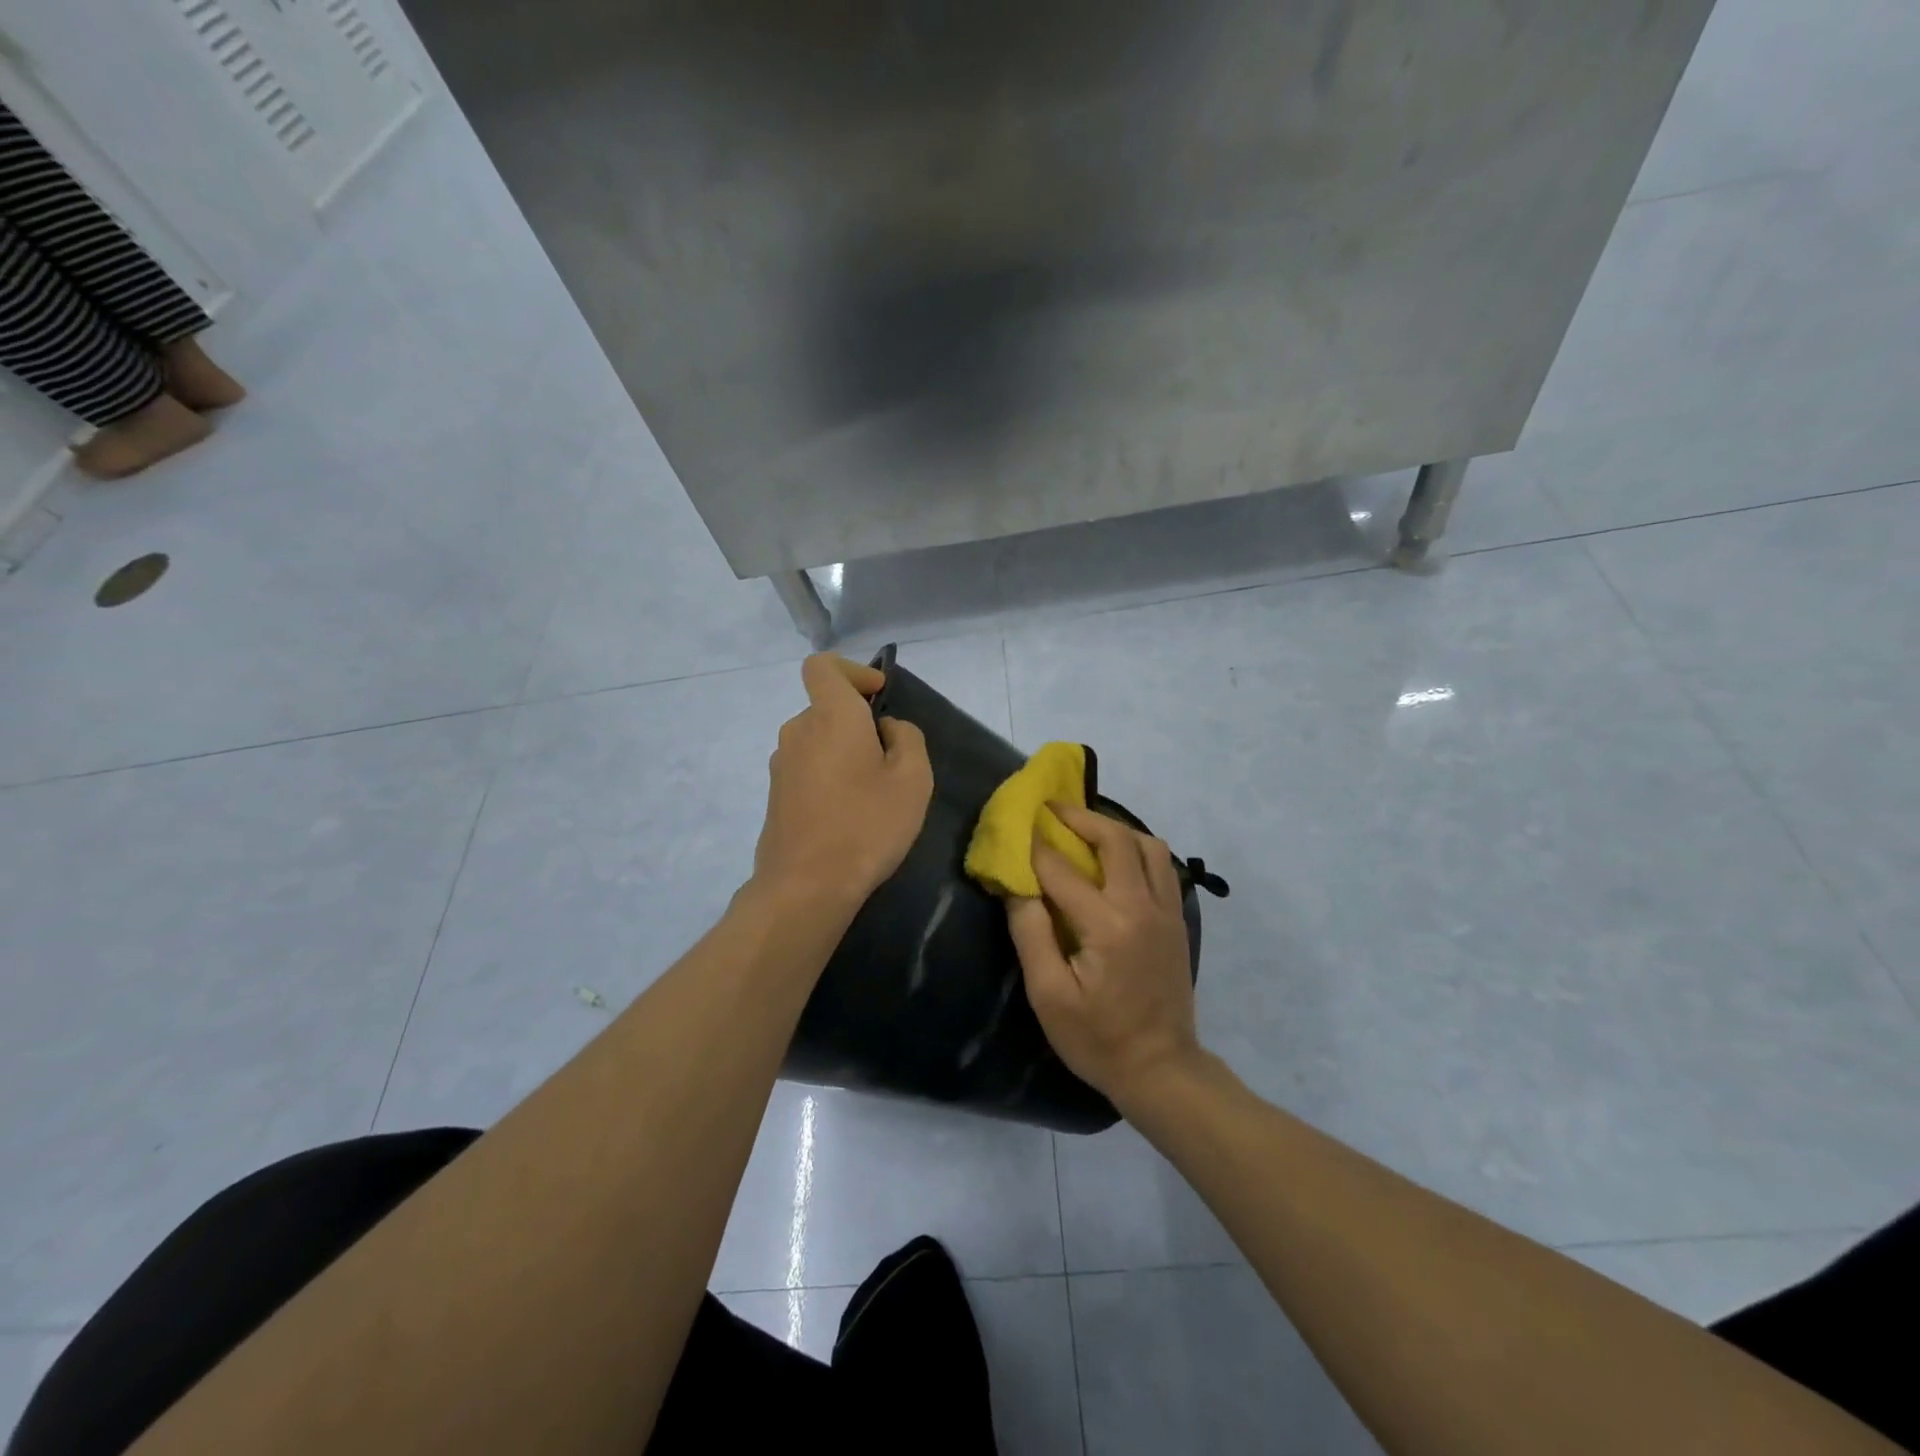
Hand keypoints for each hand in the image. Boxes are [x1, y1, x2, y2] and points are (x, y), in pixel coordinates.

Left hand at [753, 654, 933, 908]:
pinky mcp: (775, 795)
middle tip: (890, 761)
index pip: (823, 666)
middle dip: (858, 722)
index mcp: (830, 716)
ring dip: (844, 753)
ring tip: (872, 794)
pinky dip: (828, 776)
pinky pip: (807, 768)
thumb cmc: (867, 825)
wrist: (806, 887)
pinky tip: (848, 815)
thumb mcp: (913, 779)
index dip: (852, 671)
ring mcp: (781, 764)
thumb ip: (908, 738)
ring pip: (818, 740)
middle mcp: (798, 730)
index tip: (877, 698)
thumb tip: (887, 728)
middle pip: (826, 707)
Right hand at [1006, 802, 1203, 1110]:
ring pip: (1148, 845)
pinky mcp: (1176, 920)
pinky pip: (1161, 866)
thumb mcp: (1050, 996)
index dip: (1033, 846)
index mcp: (1108, 925)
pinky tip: (1116, 860)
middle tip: (1051, 808)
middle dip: (1079, 816)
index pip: (1062, 870)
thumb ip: (1031, 934)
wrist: (1161, 1069)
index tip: (1013, 826)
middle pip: (1115, 839)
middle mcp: (1142, 906)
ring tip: (1085, 830)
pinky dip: (1137, 849)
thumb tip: (1017, 886)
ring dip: (1115, 828)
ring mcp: (1166, 911)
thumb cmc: (1097, 1039)